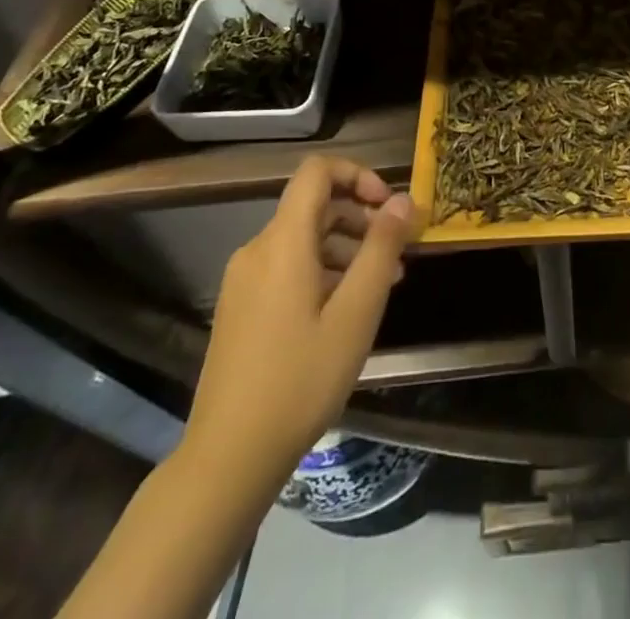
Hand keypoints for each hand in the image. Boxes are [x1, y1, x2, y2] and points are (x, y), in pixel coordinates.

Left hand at [183, 157, 414, 484]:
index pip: (317, 172)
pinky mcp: (240, 308)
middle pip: (313, 205)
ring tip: (382, 284)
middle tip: (397, 251)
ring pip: (303, 239)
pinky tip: (346, 309)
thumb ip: (382, 249)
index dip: (357, 175)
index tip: (388, 206)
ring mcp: (243, 281)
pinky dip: (322, 270)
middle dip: (360, 217)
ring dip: (346, 247)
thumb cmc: (301, 379)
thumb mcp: (356, 312)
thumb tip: (402, 200)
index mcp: (282, 241)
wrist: (227, 458)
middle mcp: (257, 250)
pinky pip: (287, 267)